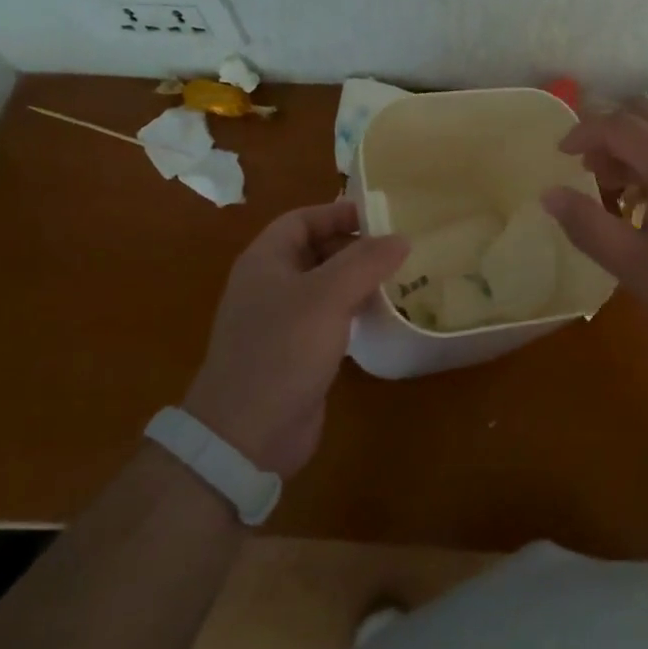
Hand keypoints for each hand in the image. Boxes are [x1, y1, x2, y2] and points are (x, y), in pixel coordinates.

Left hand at [183, 203, 407, 476]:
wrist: (247, 435)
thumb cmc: (282, 350)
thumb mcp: (327, 296)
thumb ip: (365, 261)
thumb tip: (401, 237)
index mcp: (265, 261)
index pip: (302, 219)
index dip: (338, 213)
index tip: (381, 218)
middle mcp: (270, 285)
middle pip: (315, 250)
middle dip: (355, 247)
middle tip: (398, 250)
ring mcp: (282, 321)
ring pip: (325, 286)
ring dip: (358, 280)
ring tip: (400, 279)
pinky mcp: (296, 353)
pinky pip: (329, 318)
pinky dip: (354, 311)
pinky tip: (383, 317)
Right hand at [541, 102, 647, 357]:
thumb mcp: (636, 265)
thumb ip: (588, 227)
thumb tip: (549, 194)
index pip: (616, 125)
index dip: (582, 133)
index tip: (560, 156)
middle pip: (642, 115)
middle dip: (608, 135)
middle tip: (590, 171)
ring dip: (634, 147)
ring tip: (620, 192)